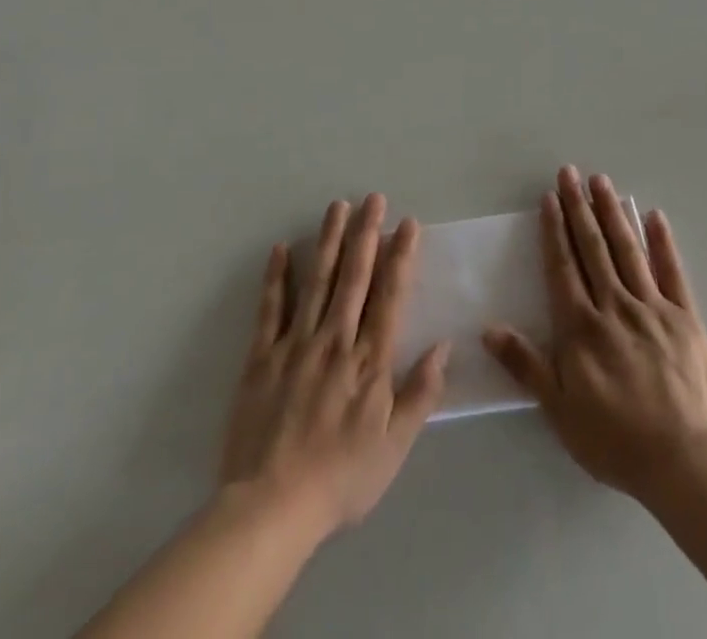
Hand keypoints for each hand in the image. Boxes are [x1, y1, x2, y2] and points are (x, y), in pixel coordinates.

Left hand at [219, 194, 447, 540]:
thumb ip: (421, 393)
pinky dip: (276, 278)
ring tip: (337, 206)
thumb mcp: (394, 446)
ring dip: (329, 241)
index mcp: (369, 360)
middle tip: (373, 198)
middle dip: (366, 234)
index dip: (401, 257)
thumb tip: (444, 346)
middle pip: (354, 277)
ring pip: (317, 281)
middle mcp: (335, 340)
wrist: (271, 509)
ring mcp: (296, 345)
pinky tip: (280, 249)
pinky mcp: (262, 358)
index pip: (390, 296)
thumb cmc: (341, 479)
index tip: (408, 223)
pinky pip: (270, 310)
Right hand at [483, 167, 706, 502]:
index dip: (554, 230)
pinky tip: (654, 216)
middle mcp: (615, 305)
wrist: (685, 460)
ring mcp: (653, 306)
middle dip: (579, 207)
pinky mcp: (685, 316)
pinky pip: (672, 271)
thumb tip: (488, 328)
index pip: (563, 266)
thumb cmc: (616, 440)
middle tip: (570, 172)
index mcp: (582, 327)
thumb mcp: (560, 411)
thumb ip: (526, 365)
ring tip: (601, 181)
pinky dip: (662, 242)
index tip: (549, 197)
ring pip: (628, 249)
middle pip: (593, 247)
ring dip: (613, 212)